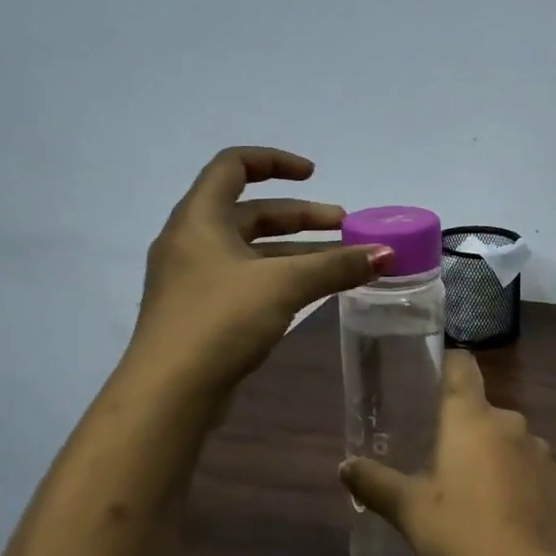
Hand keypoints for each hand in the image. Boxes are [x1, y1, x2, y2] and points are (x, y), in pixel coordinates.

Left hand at [130, 147, 389, 395]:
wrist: (169, 393)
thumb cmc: (220, 320)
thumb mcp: (283, 284)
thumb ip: (337, 265)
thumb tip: (386, 253)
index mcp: (199, 218)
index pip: (234, 165)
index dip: (276, 162)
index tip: (315, 175)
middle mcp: (191, 241)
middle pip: (251, 211)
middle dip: (301, 216)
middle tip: (345, 226)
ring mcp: (193, 279)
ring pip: (252, 251)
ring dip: (296, 251)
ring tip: (341, 262)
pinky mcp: (201, 313)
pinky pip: (247, 280)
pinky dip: (280, 278)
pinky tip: (311, 293)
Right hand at [339, 351, 555, 555]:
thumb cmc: (463, 530)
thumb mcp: (410, 510)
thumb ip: (375, 483)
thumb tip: (345, 466)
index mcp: (471, 417)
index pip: (462, 365)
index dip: (446, 365)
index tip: (430, 379)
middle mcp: (509, 422)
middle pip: (481, 410)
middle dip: (461, 428)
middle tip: (438, 459)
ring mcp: (539, 450)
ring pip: (506, 440)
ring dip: (490, 455)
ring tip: (471, 491)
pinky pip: (529, 467)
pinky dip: (515, 480)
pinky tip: (504, 513)